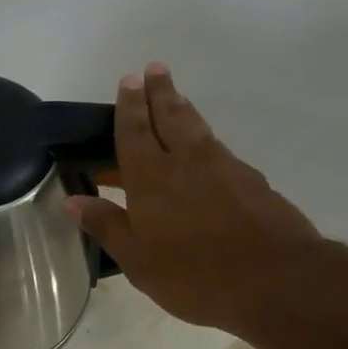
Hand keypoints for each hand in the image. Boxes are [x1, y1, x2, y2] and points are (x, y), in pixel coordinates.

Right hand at [64, 63, 324, 341]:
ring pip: (198, 128)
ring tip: (177, 96)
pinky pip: (221, 149)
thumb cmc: (195, 274)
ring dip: (184, 109)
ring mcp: (225, 168)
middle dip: (159, 92)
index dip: (129, 106)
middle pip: (170, 116)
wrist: (276, 280)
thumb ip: (107, 225)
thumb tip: (71, 201)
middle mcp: (187, 162)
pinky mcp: (253, 181)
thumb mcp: (138, 259)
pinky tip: (208, 148)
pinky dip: (207, 139)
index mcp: (151, 178)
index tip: (129, 79)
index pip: (135, 132)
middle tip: (155, 68)